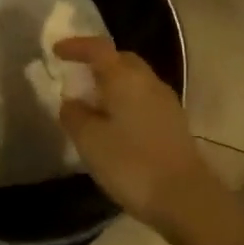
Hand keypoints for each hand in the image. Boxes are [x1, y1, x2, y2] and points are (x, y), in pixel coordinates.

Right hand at [55, 37, 217, 232]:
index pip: (98, 48)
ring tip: (94, 103)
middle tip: (77, 77)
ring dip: (113, 84)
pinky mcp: (175, 122)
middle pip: (120, 59)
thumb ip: (74, 115)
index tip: (57, 51)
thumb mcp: (90, 141)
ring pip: (134, 80)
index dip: (76, 46)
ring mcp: (165, 101)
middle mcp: (148, 80)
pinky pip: (144, 98)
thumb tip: (71, 101)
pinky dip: (126, 101)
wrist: (186, 198)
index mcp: (125, 77)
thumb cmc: (132, 163)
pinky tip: (116, 124)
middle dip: (97, 63)